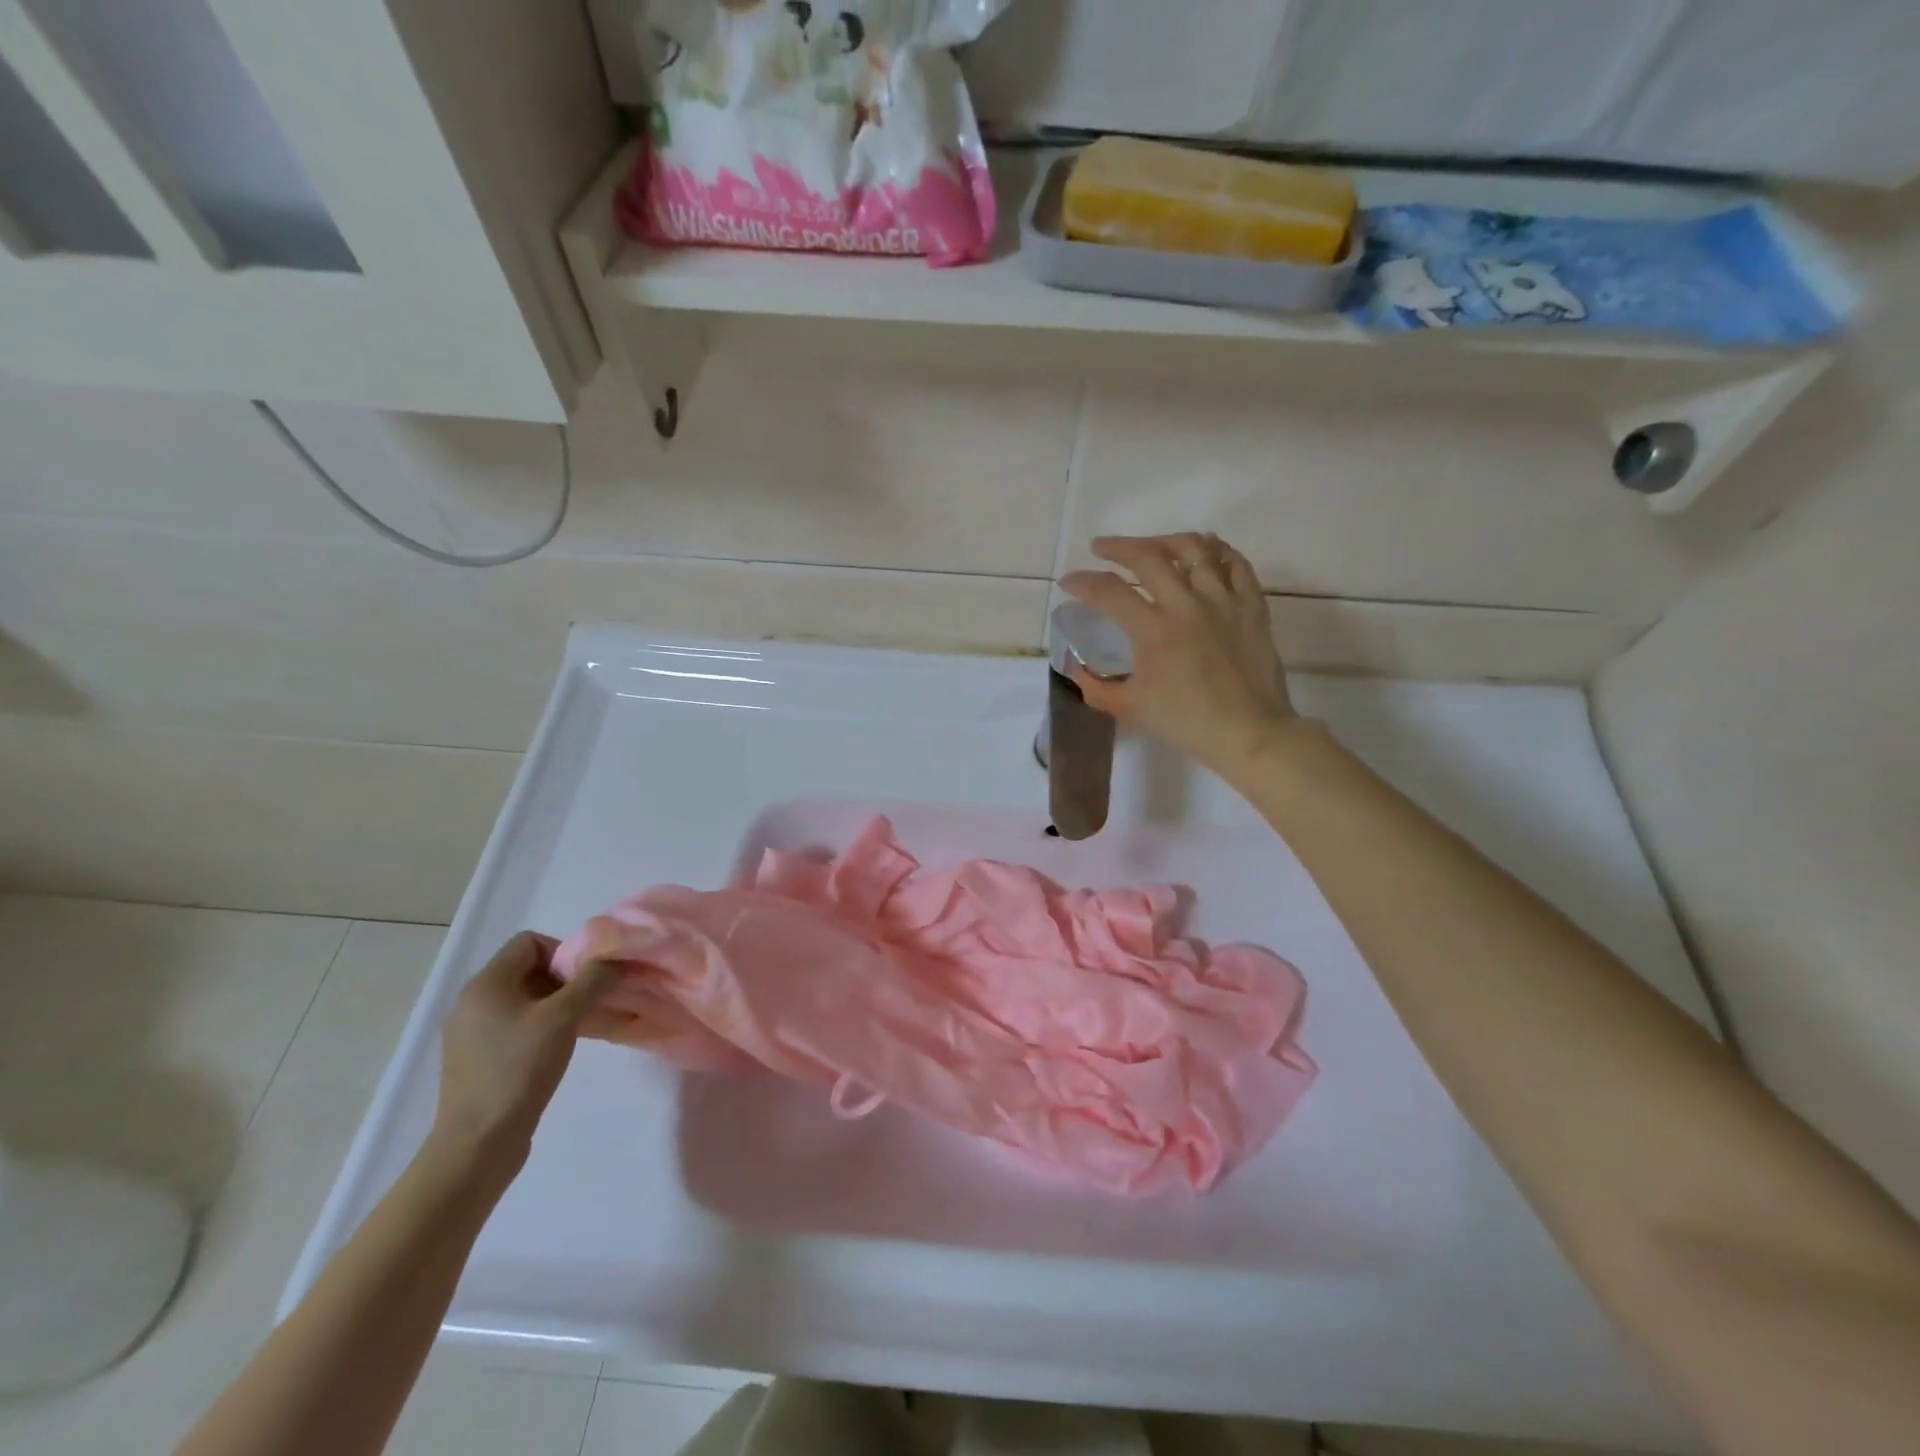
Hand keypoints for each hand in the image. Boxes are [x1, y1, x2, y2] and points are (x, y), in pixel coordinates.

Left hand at [429, 933, 616, 1175]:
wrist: (478, 1143)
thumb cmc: (519, 1070)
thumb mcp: (564, 1018)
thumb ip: (592, 981)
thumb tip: (614, 959)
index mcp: (486, 984)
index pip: (529, 942)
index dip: (563, 952)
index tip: (584, 980)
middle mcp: (472, 1001)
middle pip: (527, 969)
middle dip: (563, 979)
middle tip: (588, 1002)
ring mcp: (470, 1032)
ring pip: (523, 998)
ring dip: (555, 1004)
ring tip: (578, 1026)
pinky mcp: (476, 1058)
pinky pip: (514, 1024)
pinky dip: (540, 1026)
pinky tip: (556, 1049)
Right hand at [1060, 533, 1299, 781]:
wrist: (1249, 733)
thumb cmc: (1187, 723)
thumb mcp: (1131, 708)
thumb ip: (1096, 686)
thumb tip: (1074, 668)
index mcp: (1154, 630)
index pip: (1109, 592)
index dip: (1083, 582)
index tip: (1068, 582)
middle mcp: (1187, 604)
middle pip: (1149, 557)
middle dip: (1118, 547)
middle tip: (1102, 548)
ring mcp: (1224, 601)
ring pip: (1195, 549)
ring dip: (1166, 541)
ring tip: (1152, 546)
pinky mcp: (1252, 606)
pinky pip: (1236, 564)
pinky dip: (1217, 550)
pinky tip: (1205, 551)